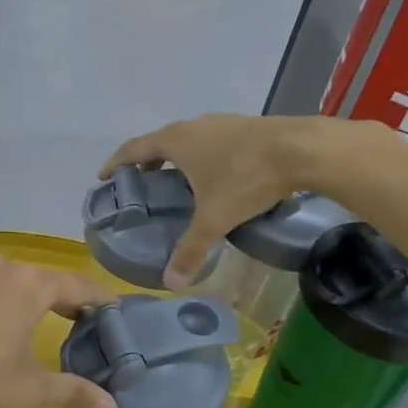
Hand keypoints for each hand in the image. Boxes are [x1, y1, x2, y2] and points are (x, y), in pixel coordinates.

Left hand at [0, 255, 118, 407]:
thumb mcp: (28, 391)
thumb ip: (74, 391)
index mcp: (28, 286)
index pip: (75, 285)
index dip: (97, 298)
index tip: (111, 309)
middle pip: (32, 279)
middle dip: (49, 298)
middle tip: (63, 320)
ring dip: (3, 295)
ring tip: (2, 324)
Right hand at [102, 114, 374, 288]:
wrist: (302, 148)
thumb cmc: (247, 178)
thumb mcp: (215, 219)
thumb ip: (191, 250)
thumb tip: (171, 284)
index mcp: (175, 141)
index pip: (133, 149)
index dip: (116, 163)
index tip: (104, 177)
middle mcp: (192, 126)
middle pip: (159, 142)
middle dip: (147, 162)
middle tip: (142, 184)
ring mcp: (220, 123)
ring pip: (187, 139)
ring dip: (176, 157)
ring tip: (176, 181)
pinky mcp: (244, 126)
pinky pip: (211, 141)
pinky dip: (202, 155)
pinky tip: (215, 175)